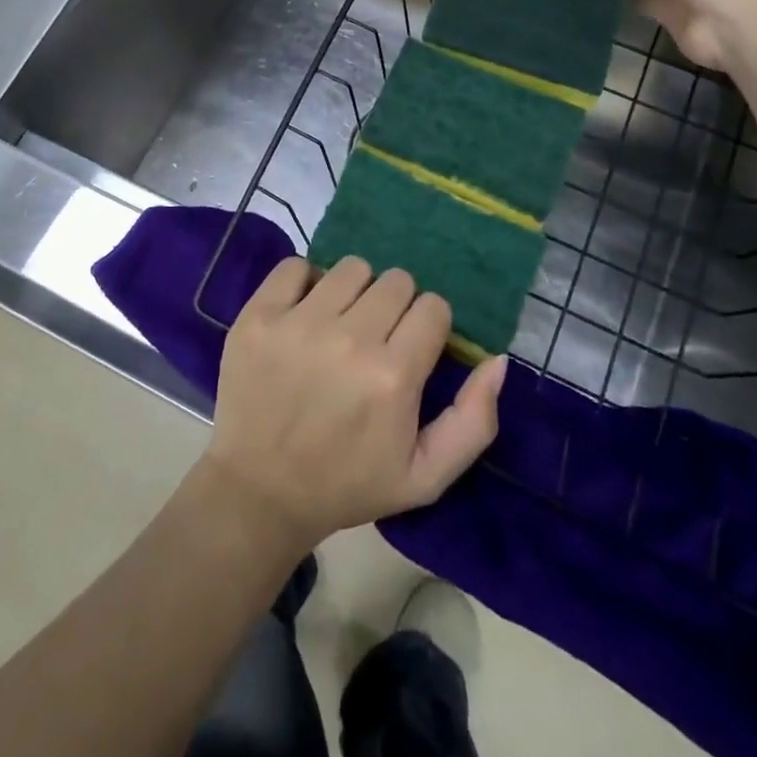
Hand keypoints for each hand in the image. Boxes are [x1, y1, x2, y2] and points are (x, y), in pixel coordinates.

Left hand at [200, 257, 507, 552]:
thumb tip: (498, 359)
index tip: (411, 348)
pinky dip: (304, 283)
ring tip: (340, 324)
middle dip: (395, 306)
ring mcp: (298, 323)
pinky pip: (295, 265)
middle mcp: (349, 339)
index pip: (433, 307)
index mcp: (393, 376)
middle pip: (396, 281)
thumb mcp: (426, 476)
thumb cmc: (347, 483)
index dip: (428, 326)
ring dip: (354, 291)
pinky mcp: (258, 315)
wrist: (259, 491)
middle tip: (376, 338)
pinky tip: (303, 313)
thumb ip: (474, 420)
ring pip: (351, 268)